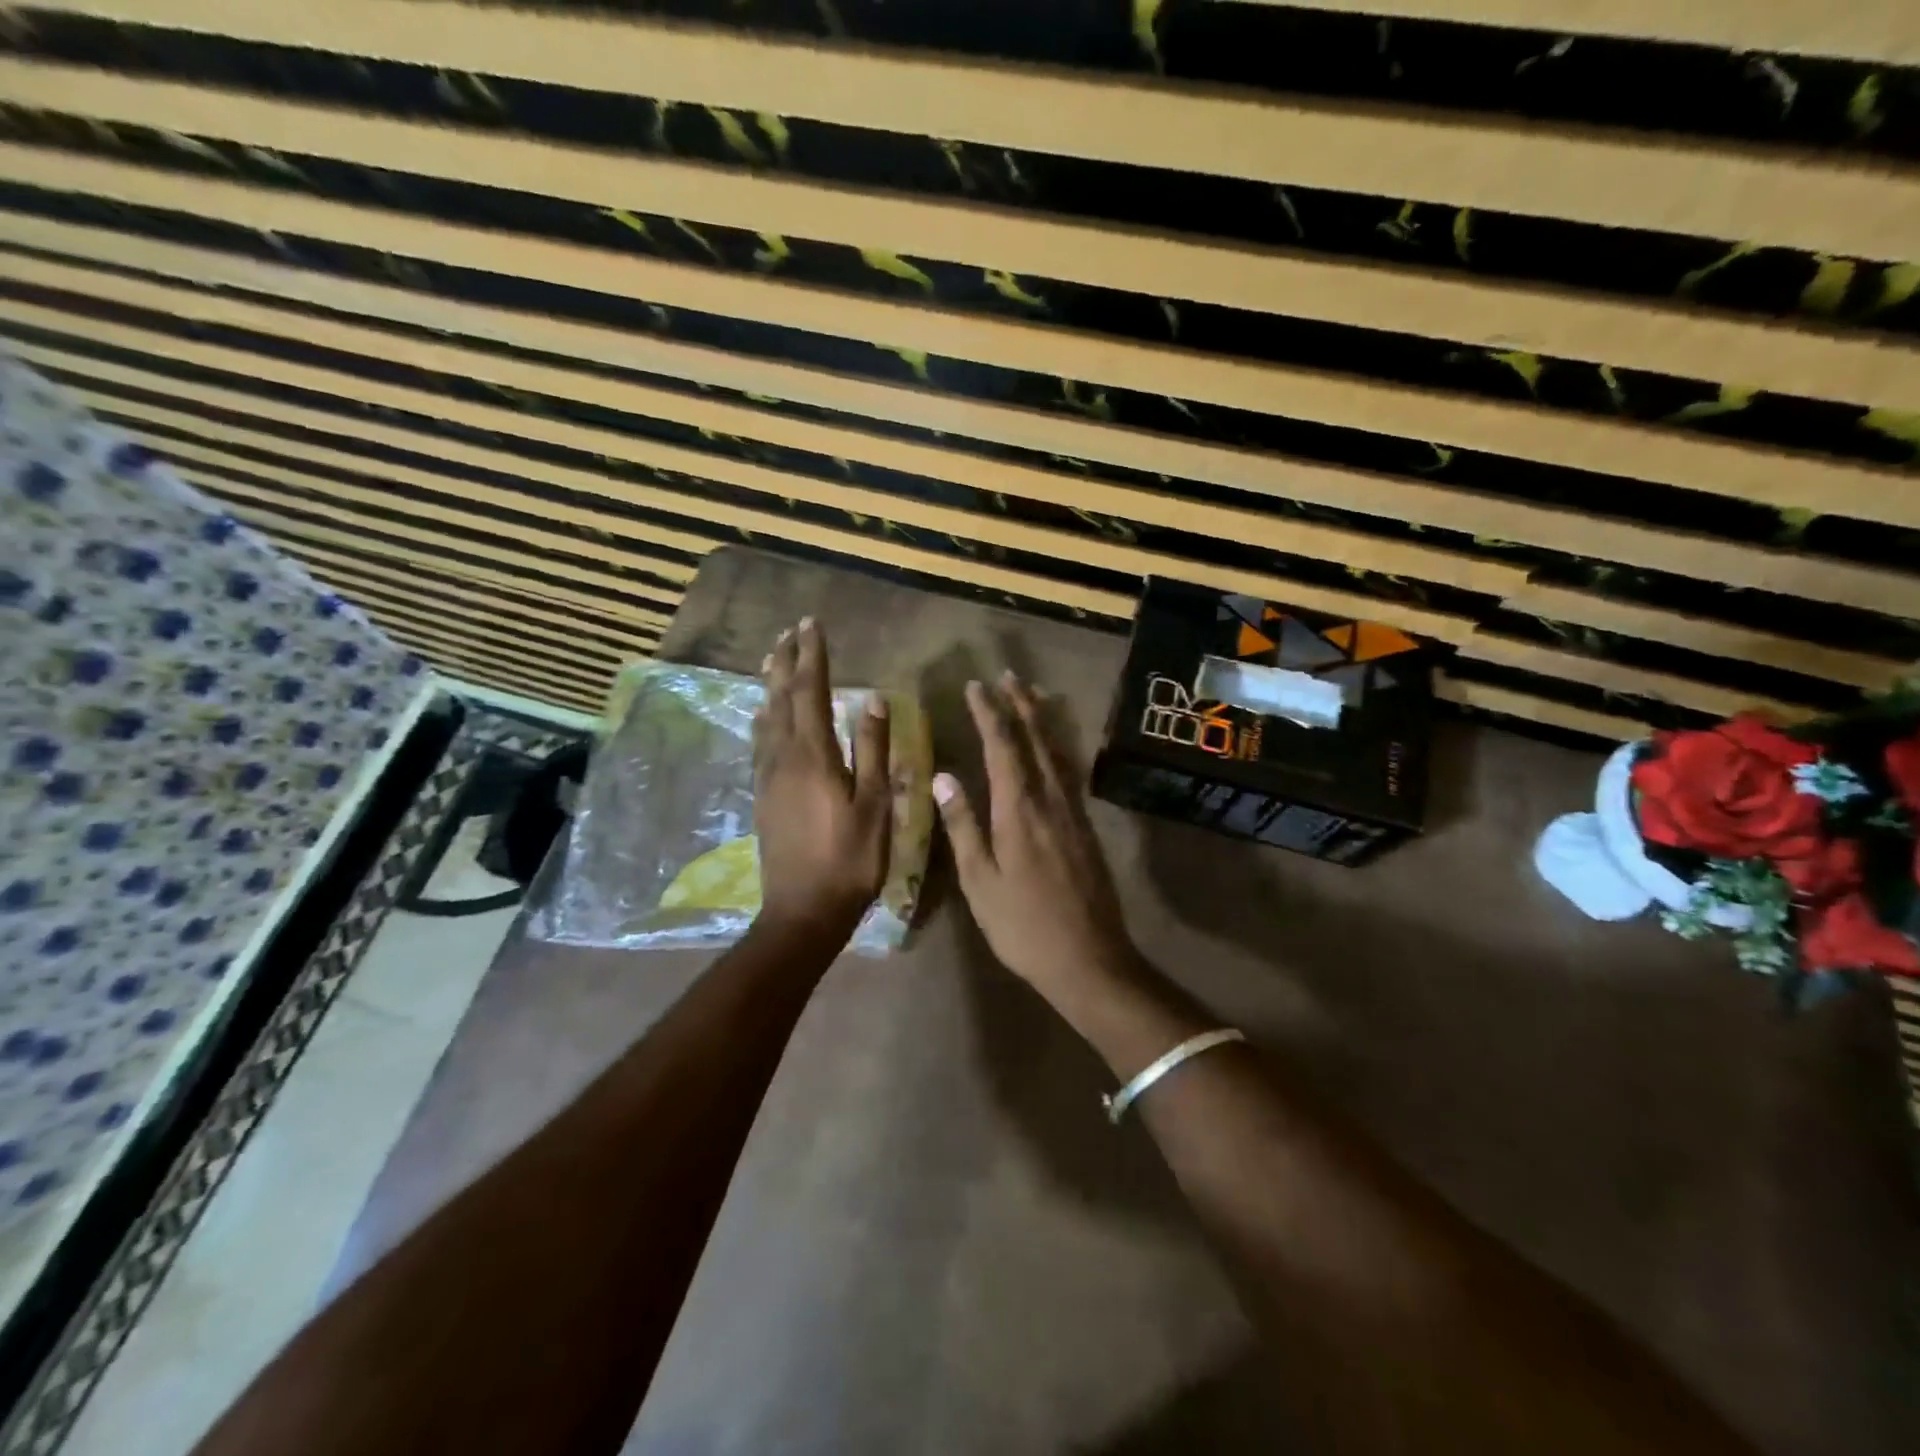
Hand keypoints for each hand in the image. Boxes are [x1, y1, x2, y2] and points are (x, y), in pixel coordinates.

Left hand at [753, 618, 890, 933]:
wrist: (803, 910)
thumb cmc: (850, 859)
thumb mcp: (875, 805)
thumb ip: (873, 750)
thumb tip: (873, 699)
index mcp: (814, 755)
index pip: (810, 691)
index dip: (812, 656)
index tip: (812, 624)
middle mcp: (784, 757)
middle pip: (780, 698)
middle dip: (785, 662)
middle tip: (788, 632)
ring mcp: (768, 777)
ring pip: (766, 718)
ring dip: (770, 685)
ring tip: (772, 660)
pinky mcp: (762, 795)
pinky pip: (760, 741)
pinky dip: (764, 717)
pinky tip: (765, 717)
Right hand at [934, 674, 1141, 1005]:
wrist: (1089, 958)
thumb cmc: (1023, 926)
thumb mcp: (981, 882)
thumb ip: (962, 826)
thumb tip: (942, 777)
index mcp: (1018, 811)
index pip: (1002, 747)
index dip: (988, 713)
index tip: (976, 687)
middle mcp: (1050, 800)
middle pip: (1035, 740)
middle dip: (1019, 705)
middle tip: (1007, 676)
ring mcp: (1073, 812)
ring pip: (1057, 752)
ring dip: (1042, 720)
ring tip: (1033, 694)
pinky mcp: (1086, 827)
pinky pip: (1070, 772)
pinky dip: (1059, 747)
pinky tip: (1055, 746)